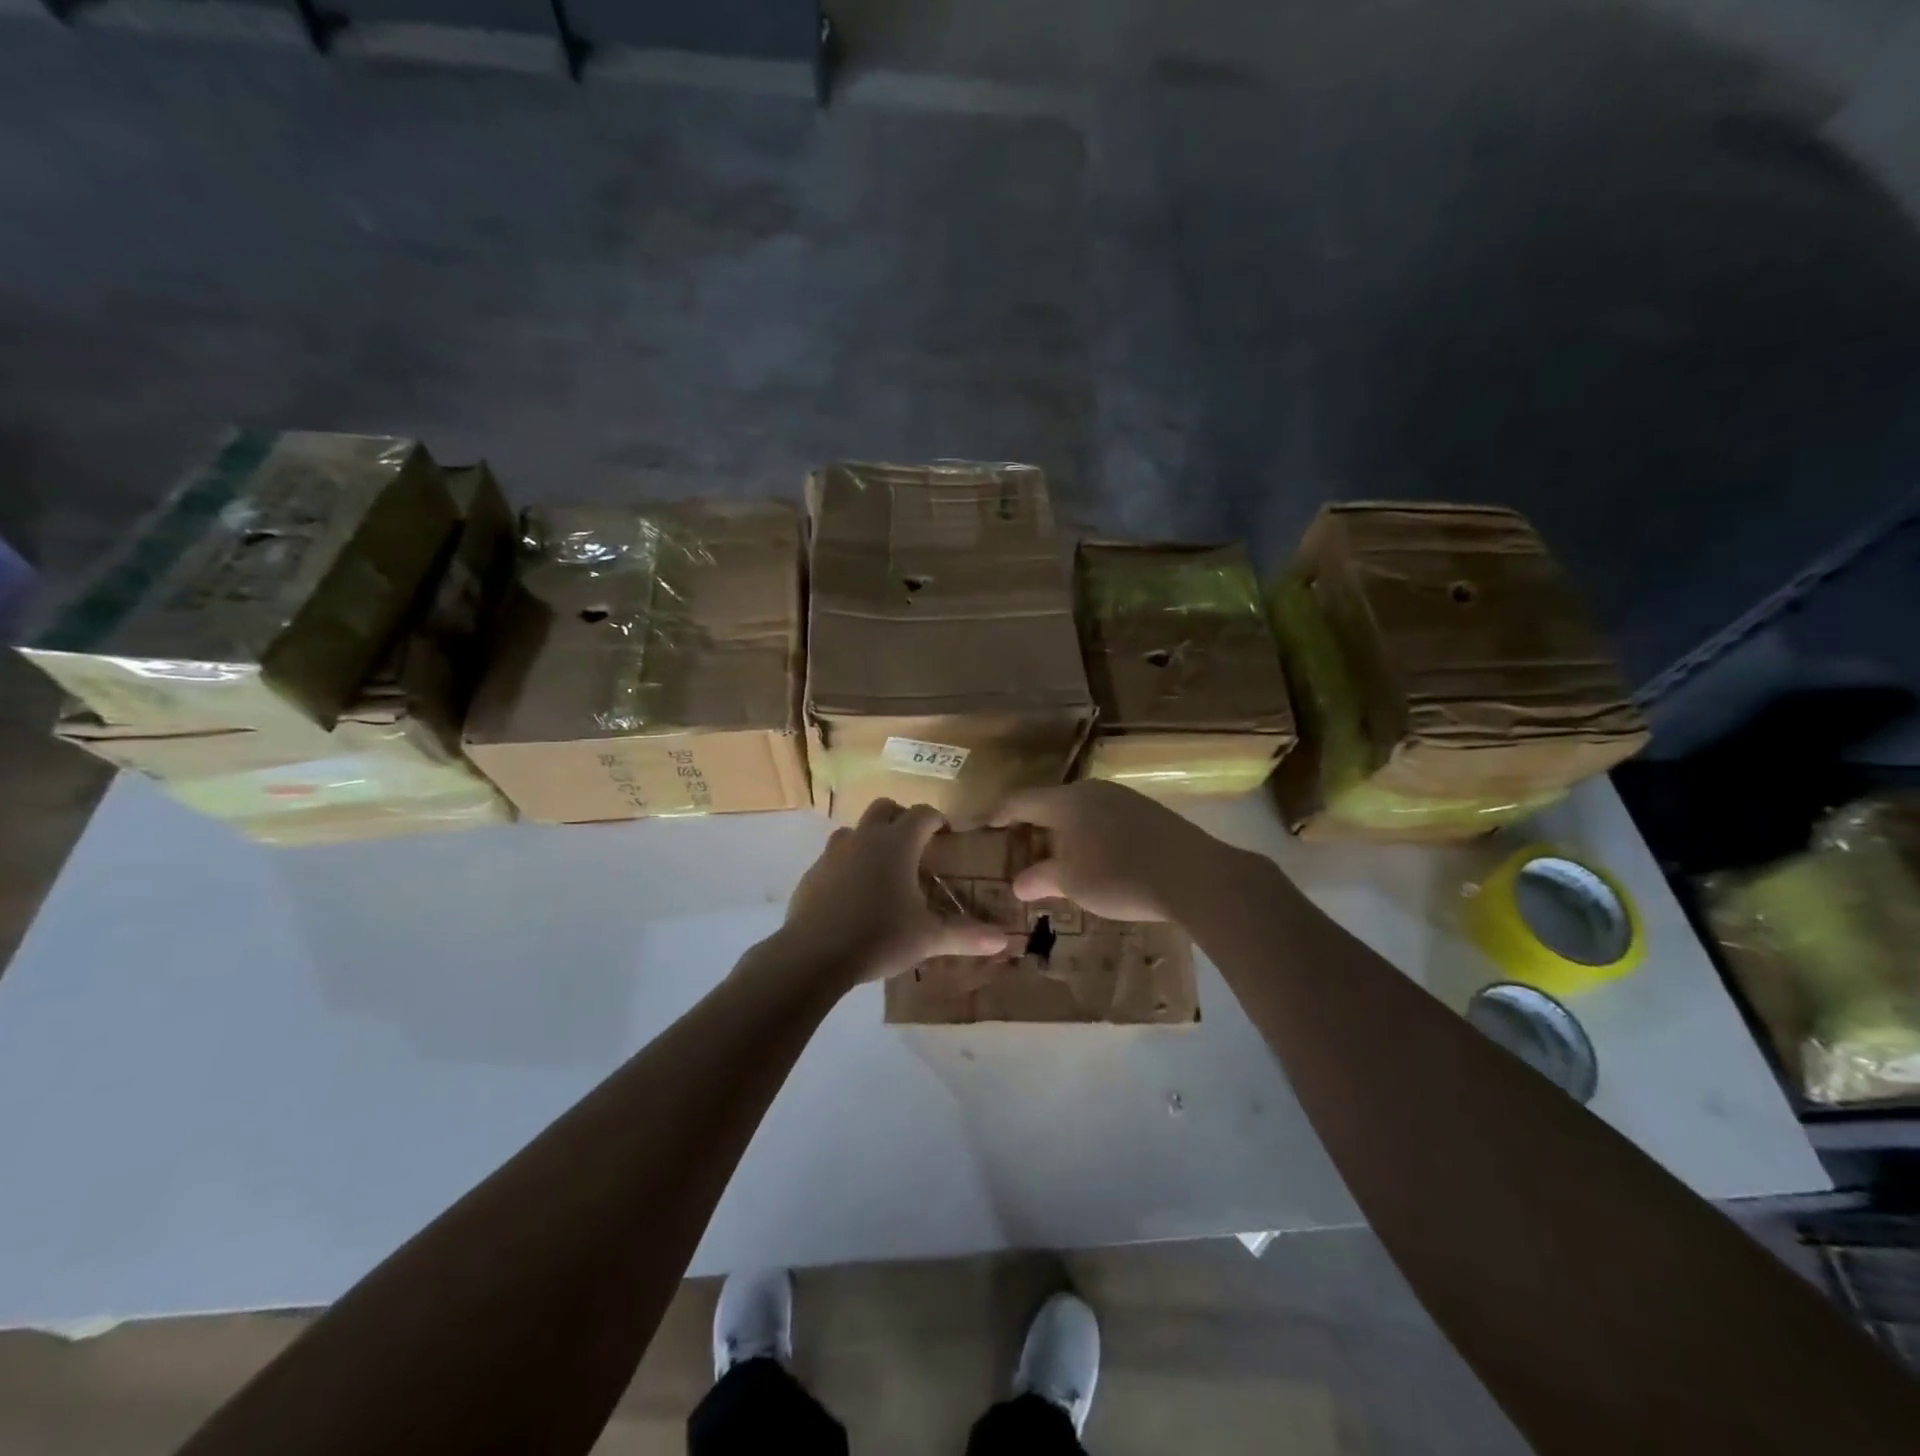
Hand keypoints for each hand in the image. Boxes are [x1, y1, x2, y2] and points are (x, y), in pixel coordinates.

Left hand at [780, 799, 1011, 987]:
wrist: (813, 955)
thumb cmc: (879, 936)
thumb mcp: (927, 938)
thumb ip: (965, 935)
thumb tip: (1004, 939)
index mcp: (897, 843)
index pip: (923, 813)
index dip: (938, 820)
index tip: (947, 834)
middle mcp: (865, 837)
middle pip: (885, 807)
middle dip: (902, 818)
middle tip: (916, 845)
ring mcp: (834, 853)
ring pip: (856, 830)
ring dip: (872, 839)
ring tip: (884, 869)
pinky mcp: (812, 873)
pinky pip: (835, 857)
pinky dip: (849, 864)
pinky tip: (854, 894)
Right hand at [988, 780, 1220, 921]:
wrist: (1195, 876)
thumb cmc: (1120, 876)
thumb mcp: (1074, 883)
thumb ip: (1042, 879)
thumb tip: (1018, 884)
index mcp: (1067, 801)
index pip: (1021, 800)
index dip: (999, 813)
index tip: (983, 826)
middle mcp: (1093, 790)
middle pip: (1051, 801)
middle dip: (1032, 823)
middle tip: (1018, 844)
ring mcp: (1124, 798)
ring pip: (1081, 809)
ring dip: (1063, 829)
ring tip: (1055, 853)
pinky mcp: (1149, 812)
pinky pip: (1105, 817)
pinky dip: (1089, 833)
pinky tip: (1096, 856)